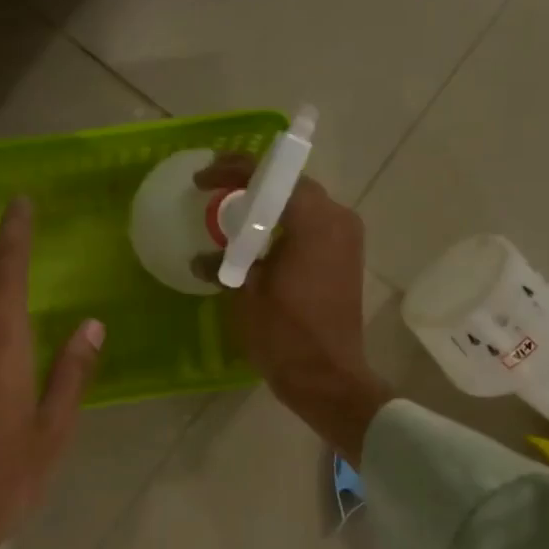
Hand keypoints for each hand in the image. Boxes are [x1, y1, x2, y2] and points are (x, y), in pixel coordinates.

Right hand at [193, 155, 391, 463]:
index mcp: (314, 220)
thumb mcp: (246, 293)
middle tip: (216, 191)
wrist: (327, 378)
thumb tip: (202, 258)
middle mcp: (338, 220)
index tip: (203, 179)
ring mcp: (347, 240)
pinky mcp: (346, 260)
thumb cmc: (285, 334)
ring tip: (232, 214)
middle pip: (290, 186)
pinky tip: (257, 241)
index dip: (233, 170)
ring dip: (268, 207)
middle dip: (251, 184)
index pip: (272, 176)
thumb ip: (226, 262)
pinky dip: (284, 227)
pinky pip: (312, 228)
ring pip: (302, 207)